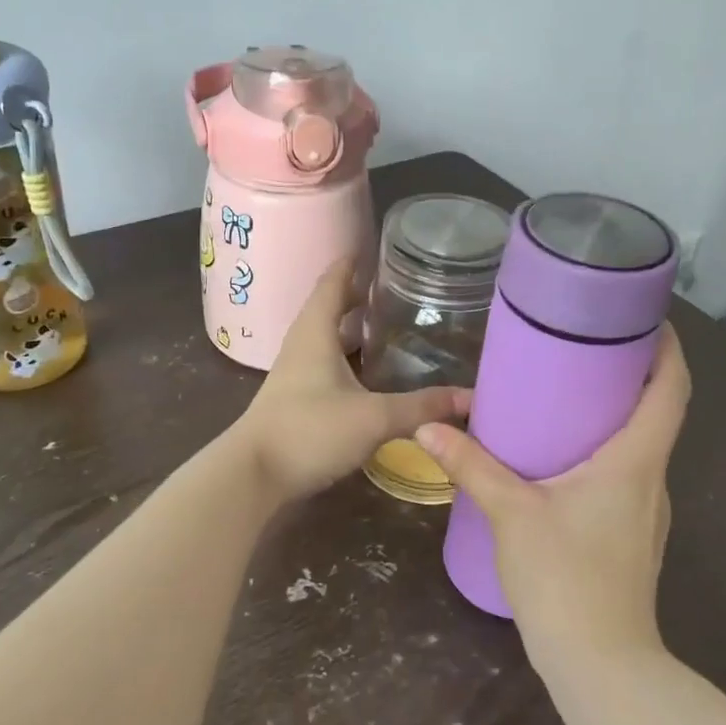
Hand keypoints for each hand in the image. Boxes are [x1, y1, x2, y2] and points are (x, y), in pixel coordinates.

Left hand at [233, 259, 470, 502]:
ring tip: (387, 323)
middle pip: (329, 307)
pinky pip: (326, 364)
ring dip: (351, 326)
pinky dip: (347, 357)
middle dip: (357, 294)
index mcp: (315, 332)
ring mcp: (295, 373)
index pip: (333, 282)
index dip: (352, 263)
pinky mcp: (296, 399)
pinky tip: (369, 372)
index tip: (375, 248)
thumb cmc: (309, 431)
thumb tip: (471, 397)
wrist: (254, 476)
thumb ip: (421, 407)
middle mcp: (302, 345)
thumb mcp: (373, 417)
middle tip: (394, 286)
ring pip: (326, 337)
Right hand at [415, 324, 690, 662]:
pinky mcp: (633, 536)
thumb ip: (471, 466)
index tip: (644, 318)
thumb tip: (429, 427)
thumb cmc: (565, 577)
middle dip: (631, 374)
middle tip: (586, 346)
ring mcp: (648, 512)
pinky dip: (606, 451)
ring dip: (616, 416)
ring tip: (569, 395)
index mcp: (635, 461)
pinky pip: (627, 476)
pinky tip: (564, 459)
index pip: (672, 390)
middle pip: (658, 413)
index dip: (667, 348)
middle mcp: (652, 480)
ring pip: (641, 447)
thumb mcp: (511, 513)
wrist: (601, 665)